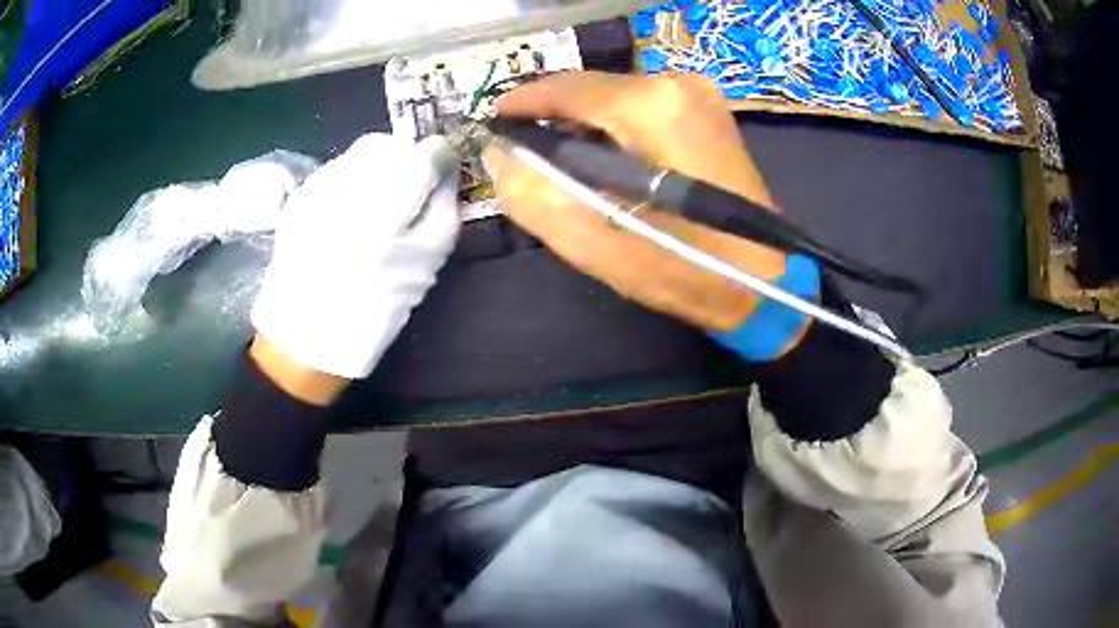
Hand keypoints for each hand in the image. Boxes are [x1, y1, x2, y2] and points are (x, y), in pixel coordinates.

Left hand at [251, 133, 460, 396]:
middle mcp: (350, 182)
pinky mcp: (301, 194)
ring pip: (362, 152)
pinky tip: (350, 212)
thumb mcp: (427, 262)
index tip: (443, 173)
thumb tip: (448, 172)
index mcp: (388, 202)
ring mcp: (320, 185)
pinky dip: (353, 178)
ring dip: (379, 166)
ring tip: (378, 203)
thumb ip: (444, 209)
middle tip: (410, 190)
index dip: (440, 158)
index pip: (426, 152)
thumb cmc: (374, 306)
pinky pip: (338, 168)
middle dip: (407, 158)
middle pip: (391, 143)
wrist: (306, 334)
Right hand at [486, 72, 789, 331]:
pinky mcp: (710, 114)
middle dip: (553, 117)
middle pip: (592, 90)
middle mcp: (677, 85)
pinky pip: (643, 110)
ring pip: (616, 99)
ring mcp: (700, 96)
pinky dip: (614, 129)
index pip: (567, 88)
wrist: (765, 284)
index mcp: (651, 106)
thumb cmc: (686, 268)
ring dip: (583, 125)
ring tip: (561, 163)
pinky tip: (606, 162)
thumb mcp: (597, 243)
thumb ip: (535, 195)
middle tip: (525, 153)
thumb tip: (502, 155)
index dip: (523, 103)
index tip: (494, 123)